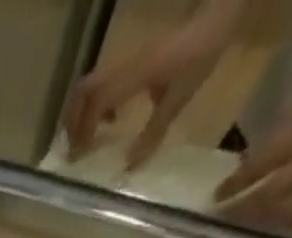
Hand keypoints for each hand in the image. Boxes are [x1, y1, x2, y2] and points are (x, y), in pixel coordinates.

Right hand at [64, 0, 246, 167]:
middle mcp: (124, 67)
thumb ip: (153, 132)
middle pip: (83, 92)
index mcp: (134, 76)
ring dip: (82, 113)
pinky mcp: (133, 61)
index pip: (97, 104)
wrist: (217, 16)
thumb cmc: (200, 55)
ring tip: (87, 137)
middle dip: (73, 122)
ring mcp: (127, 61)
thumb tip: (129, 167)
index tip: (77, 158)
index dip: (83, 131)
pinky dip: (97, 105)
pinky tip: (110, 118)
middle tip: (74, 148)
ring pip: (89, 86)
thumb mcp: (179, 97)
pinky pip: (104, 83)